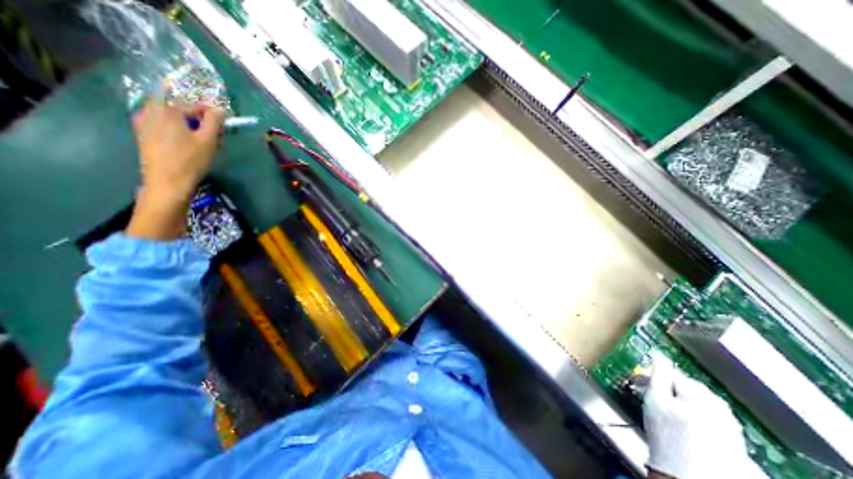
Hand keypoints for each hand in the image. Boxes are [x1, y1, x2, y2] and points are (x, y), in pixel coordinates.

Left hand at [124, 96, 224, 238]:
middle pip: (178, 108)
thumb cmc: (190, 160)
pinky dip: (177, 129)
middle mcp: (150, 111)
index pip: (192, 104)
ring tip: (204, 138)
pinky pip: (162, 124)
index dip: (209, 110)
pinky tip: (189, 143)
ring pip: (170, 116)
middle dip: (197, 117)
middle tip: (214, 131)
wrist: (168, 182)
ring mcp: (143, 123)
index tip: (223, 118)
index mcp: (166, 110)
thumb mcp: (208, 140)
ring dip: (188, 123)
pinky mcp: (143, 135)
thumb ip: (214, 121)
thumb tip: (220, 109)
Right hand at [643, 352, 770, 478]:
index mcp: (701, 394)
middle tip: (651, 397)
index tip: (640, 382)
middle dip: (668, 389)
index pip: (673, 374)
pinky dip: (694, 414)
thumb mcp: (655, 399)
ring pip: (698, 401)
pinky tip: (683, 424)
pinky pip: (709, 416)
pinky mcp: (733, 439)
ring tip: (665, 411)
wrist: (688, 475)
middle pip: (688, 386)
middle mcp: (721, 407)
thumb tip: (658, 355)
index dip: (653, 376)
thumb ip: (658, 374)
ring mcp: (731, 424)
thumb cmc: (667, 434)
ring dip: (680, 401)